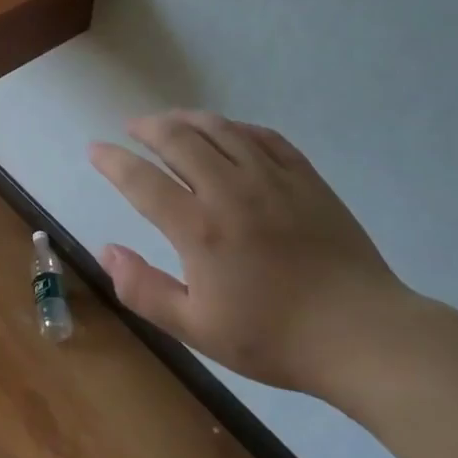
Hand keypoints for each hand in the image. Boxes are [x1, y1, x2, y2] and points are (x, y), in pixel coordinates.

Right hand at [89, 112, 405, 395]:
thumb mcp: (197, 329)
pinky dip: (236, 127)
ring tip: (170, 121)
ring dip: (187, 118)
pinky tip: (228, 132)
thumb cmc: (274, 338)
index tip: (95, 149)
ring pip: (220, 128)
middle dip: (147, 127)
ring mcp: (272, 179)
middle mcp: (230, 190)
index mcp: (199, 228)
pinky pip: (264, 136)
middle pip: (178, 139)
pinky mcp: (305, 178)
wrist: (362, 335)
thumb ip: (144, 290)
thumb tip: (106, 250)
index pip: (142, 180)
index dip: (112, 161)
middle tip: (132, 127)